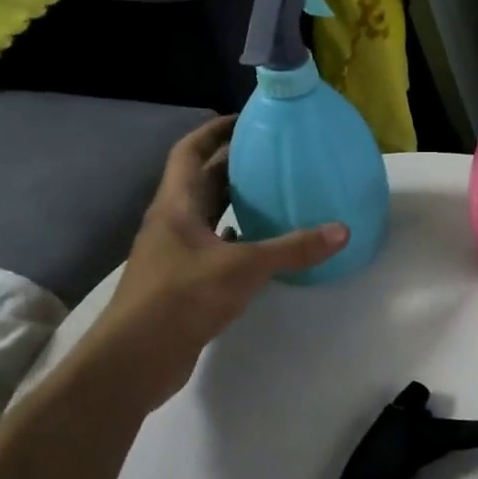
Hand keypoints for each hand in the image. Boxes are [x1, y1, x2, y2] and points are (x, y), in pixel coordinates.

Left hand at [93, 116, 345, 401]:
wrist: (135, 359)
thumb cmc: (182, 298)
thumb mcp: (244, 268)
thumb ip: (293, 248)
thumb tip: (342, 231)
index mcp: (176, 206)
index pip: (190, 153)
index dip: (214, 131)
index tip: (246, 119)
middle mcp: (172, 223)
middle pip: (202, 181)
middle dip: (234, 163)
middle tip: (274, 153)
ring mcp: (175, 253)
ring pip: (207, 214)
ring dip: (235, 200)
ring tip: (274, 191)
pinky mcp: (182, 281)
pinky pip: (213, 245)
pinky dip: (236, 237)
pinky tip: (261, 242)